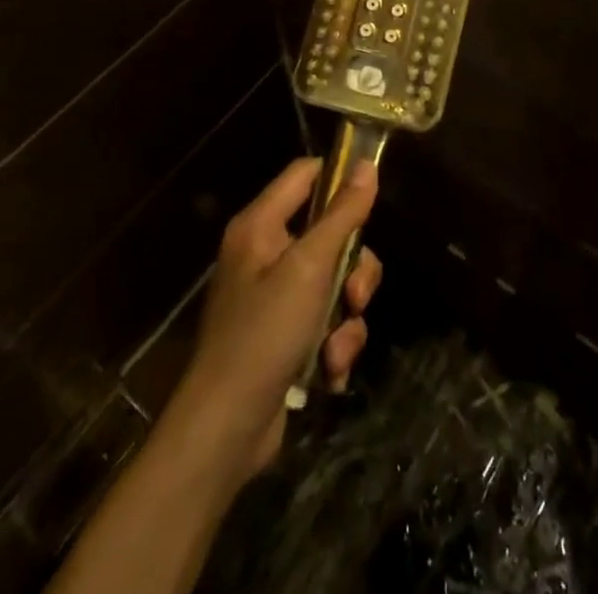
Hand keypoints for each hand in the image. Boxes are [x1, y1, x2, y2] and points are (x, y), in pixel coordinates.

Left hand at [165, 158, 382, 481]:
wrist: (225, 431)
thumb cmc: (264, 334)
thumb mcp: (310, 267)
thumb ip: (342, 215)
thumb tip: (366, 165)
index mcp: (260, 225)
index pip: (306, 174)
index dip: (340, 179)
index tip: (372, 200)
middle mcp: (265, 253)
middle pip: (330, 233)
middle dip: (354, 271)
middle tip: (356, 297)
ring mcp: (274, 298)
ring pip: (335, 283)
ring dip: (346, 319)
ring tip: (336, 351)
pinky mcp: (284, 336)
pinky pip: (326, 321)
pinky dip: (334, 345)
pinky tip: (329, 372)